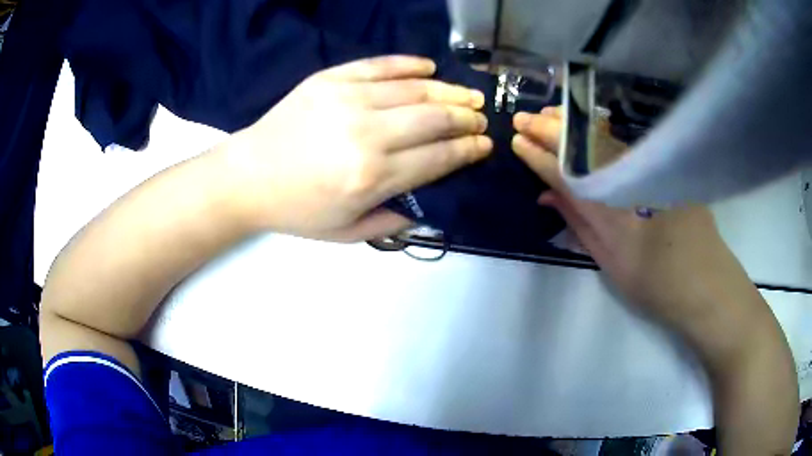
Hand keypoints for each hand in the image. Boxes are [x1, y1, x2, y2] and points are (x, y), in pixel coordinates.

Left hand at [224, 55, 491, 240]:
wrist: (248, 177)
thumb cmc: (297, 209)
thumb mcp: (346, 233)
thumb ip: (393, 221)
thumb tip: (430, 203)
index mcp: (372, 178)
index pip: (438, 157)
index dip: (468, 150)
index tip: (485, 144)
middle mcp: (366, 134)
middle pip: (434, 118)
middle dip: (466, 118)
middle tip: (481, 118)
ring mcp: (347, 100)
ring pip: (415, 89)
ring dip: (449, 91)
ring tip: (469, 94)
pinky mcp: (330, 80)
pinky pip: (379, 65)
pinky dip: (409, 64)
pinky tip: (429, 68)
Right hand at [511, 107, 750, 329]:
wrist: (707, 285)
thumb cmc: (657, 285)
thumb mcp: (611, 264)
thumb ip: (579, 226)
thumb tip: (548, 197)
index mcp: (611, 213)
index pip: (567, 175)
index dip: (539, 157)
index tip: (518, 141)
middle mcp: (629, 183)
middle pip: (584, 148)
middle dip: (550, 130)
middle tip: (523, 118)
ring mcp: (650, 171)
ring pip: (605, 140)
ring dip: (573, 126)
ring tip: (548, 116)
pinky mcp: (664, 169)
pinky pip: (624, 146)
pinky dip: (599, 135)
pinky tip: (587, 128)